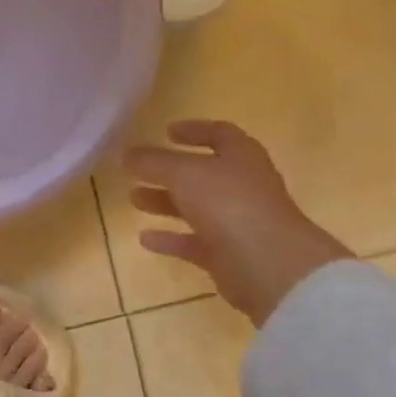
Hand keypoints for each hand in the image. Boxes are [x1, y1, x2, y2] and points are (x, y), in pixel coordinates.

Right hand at [122, 121, 351, 325]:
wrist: (270, 266)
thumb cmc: (229, 204)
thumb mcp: (183, 173)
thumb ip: (152, 161)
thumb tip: (125, 153)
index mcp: (241, 157)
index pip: (219, 134)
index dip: (194, 130)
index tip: (166, 131)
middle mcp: (242, 186)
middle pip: (202, 174)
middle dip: (169, 171)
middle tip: (137, 170)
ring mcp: (237, 222)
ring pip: (195, 207)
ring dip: (165, 202)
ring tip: (133, 199)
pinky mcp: (228, 255)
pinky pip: (194, 242)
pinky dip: (170, 239)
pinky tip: (145, 239)